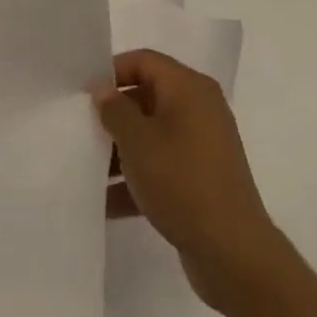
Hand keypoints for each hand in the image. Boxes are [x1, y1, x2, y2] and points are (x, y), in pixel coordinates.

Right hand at [96, 48, 289, 313]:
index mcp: (189, 89)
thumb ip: (114, 109)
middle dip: (113, 115)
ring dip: (121, 151)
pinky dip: (137, 179)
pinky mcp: (202, 182)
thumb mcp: (137, 140)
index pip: (143, 61)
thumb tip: (104, 91)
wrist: (234, 256)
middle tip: (81, 127)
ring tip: (88, 167)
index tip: (83, 93)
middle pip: (146, 98)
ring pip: (151, 136)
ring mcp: (203, 148)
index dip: (112, 71)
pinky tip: (106, 201)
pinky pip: (162, 168)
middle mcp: (200, 111)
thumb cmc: (182, 182)